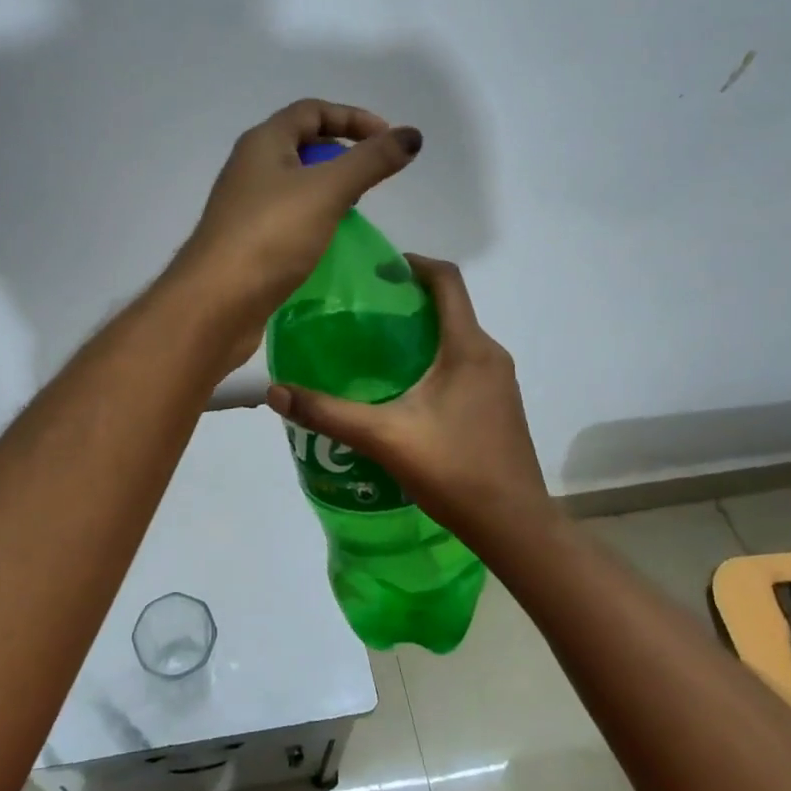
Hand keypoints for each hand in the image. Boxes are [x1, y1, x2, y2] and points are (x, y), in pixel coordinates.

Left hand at [171, 99, 421, 365]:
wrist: (215, 302)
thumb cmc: (270, 237)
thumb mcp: (328, 191)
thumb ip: (370, 161)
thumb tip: (411, 136)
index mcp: (263, 143)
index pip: (312, 111)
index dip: (353, 117)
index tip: (388, 139)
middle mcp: (250, 168)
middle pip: (302, 145)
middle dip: (341, 154)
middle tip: (372, 178)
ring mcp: (246, 207)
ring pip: (295, 185)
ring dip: (328, 190)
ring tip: (355, 210)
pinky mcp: (248, 242)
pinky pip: (288, 218)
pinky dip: (313, 220)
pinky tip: (329, 241)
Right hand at [263, 256, 556, 549]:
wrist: (515, 526)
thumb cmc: (454, 470)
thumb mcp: (384, 438)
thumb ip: (329, 413)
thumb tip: (275, 392)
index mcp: (468, 348)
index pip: (448, 280)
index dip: (414, 264)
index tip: (377, 270)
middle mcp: (490, 355)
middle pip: (451, 308)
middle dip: (409, 301)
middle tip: (363, 312)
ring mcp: (500, 382)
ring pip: (457, 339)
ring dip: (422, 333)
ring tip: (377, 349)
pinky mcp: (499, 405)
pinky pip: (464, 364)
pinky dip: (435, 360)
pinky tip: (405, 390)